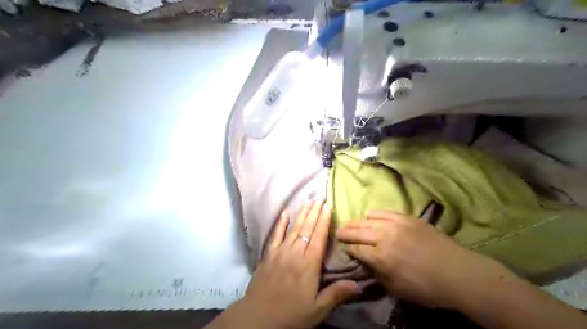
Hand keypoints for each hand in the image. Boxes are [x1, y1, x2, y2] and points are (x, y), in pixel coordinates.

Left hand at [235, 201, 360, 328]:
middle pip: (307, 228)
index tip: (328, 206)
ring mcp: (280, 252)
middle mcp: (296, 253)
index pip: (319, 237)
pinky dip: (280, 224)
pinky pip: (275, 235)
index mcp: (309, 264)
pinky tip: (284, 213)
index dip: (324, 220)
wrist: (258, 318)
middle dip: (314, 212)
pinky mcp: (268, 255)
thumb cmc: (291, 314)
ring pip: (294, 228)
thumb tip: (359, 285)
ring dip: (301, 214)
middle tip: (320, 198)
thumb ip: (336, 294)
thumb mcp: (317, 309)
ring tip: (308, 202)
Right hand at [335, 209, 498, 308]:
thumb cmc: (426, 287)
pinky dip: (374, 214)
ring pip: (369, 220)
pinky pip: (385, 212)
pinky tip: (369, 215)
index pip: (356, 249)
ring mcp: (396, 224)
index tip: (343, 248)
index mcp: (381, 256)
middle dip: (345, 232)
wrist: (457, 272)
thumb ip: (376, 274)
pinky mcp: (407, 217)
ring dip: (356, 222)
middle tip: (338, 232)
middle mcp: (384, 237)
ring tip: (350, 224)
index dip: (348, 249)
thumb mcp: (396, 288)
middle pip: (358, 231)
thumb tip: (364, 262)